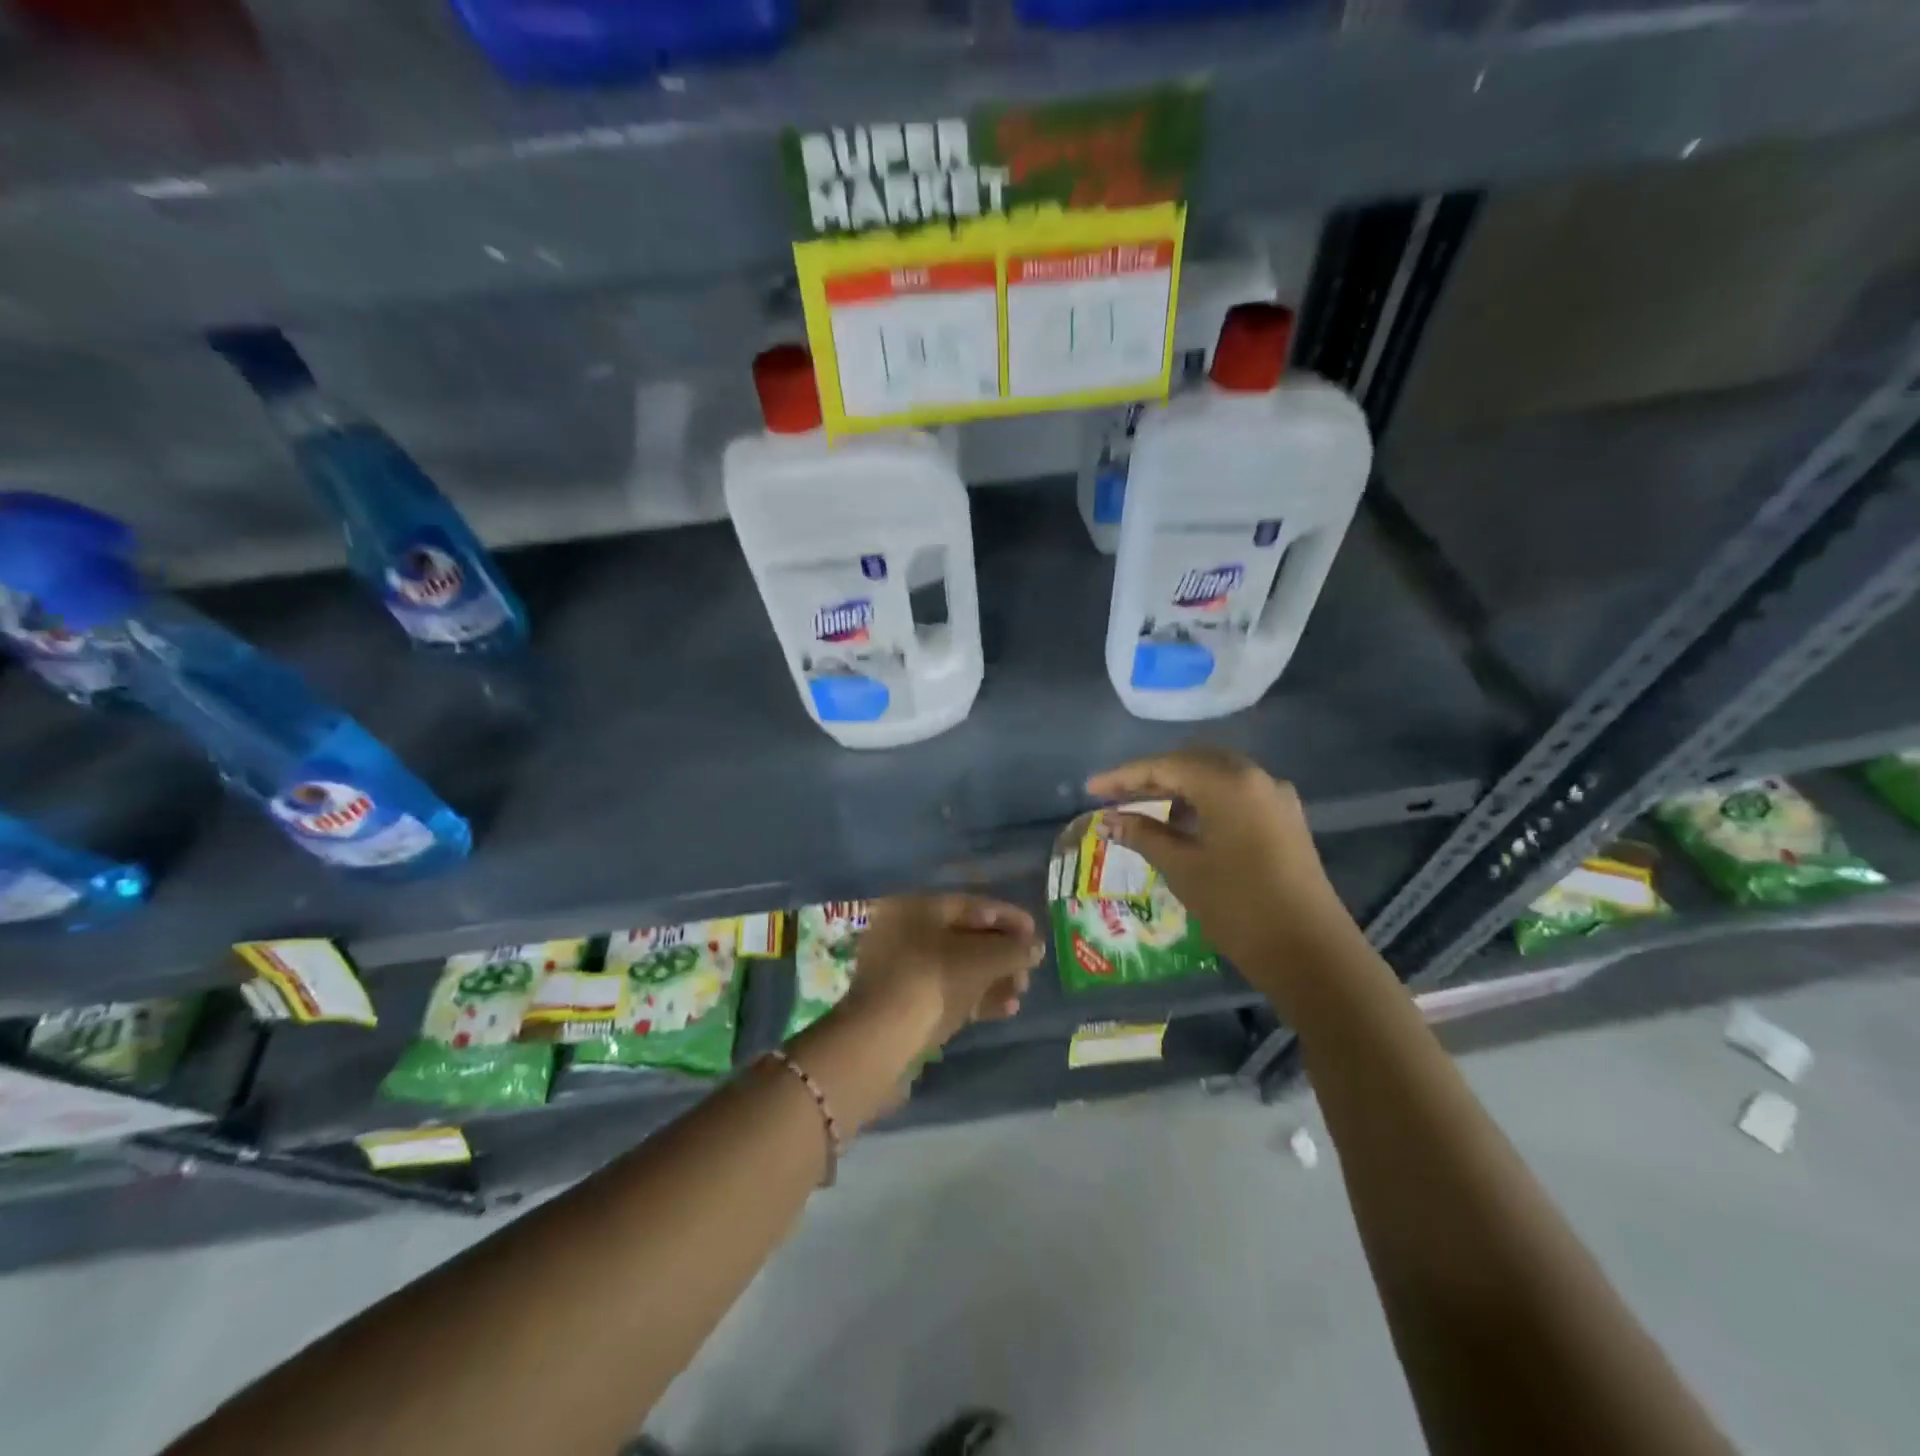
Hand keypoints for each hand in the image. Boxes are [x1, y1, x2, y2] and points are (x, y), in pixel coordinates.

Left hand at [839, 894, 1044, 1054]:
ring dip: (992, 978)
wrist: (880, 1043)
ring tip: (1021, 993)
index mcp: (915, 907)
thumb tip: (1035, 947)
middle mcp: (903, 931)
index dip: (1007, 917)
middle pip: (964, 937)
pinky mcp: (903, 1004)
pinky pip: (946, 992)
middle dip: (1001, 953)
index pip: (970, 905)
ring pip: (956, 967)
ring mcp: (900, 970)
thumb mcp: (980, 961)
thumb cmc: (931, 982)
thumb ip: (1013, 950)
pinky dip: (975, 997)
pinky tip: (1005, 1010)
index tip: (1035, 934)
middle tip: (1029, 970)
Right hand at [1085, 748, 1351, 978]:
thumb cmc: (1238, 906)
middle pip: (1192, 763)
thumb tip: (1107, 821)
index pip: (1165, 766)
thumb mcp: (1182, 868)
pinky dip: (1204, 802)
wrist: (1311, 952)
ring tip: (1144, 812)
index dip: (1123, 777)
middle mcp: (1255, 777)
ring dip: (1178, 790)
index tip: (1090, 789)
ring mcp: (1275, 797)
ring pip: (1215, 778)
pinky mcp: (1285, 820)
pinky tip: (1184, 825)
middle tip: (1115, 798)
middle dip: (1151, 778)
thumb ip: (1142, 835)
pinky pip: (1235, 795)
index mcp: (1228, 782)